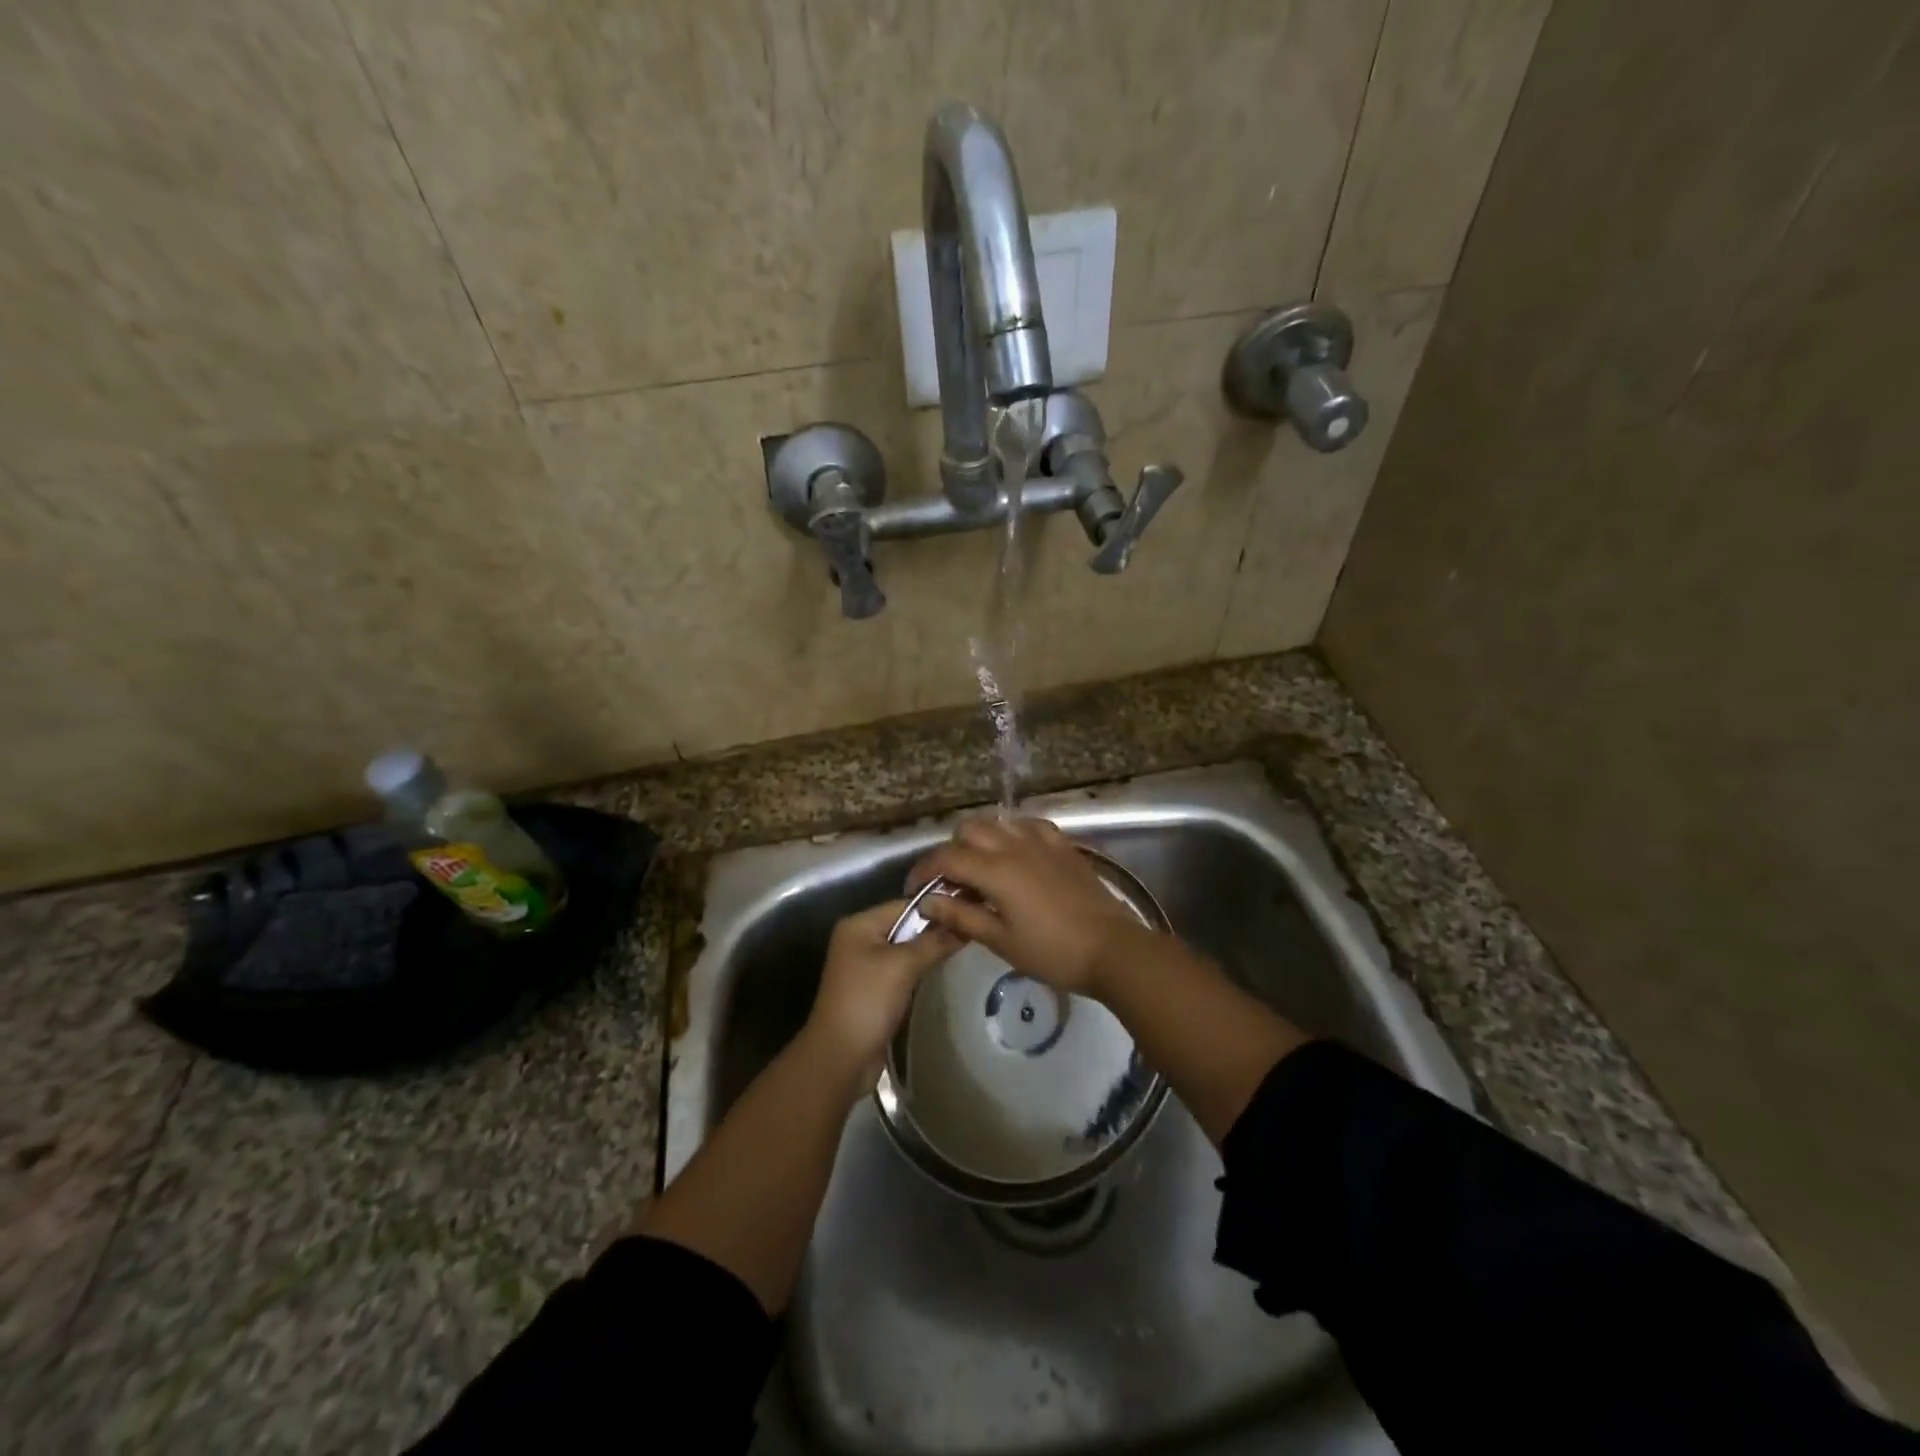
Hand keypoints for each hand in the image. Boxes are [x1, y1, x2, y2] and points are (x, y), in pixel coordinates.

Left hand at [802, 900, 960, 1095]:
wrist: (841, 1058)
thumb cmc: (868, 1001)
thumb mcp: (903, 966)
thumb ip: (934, 941)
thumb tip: (965, 924)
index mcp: (859, 924)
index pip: (905, 904)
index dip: (937, 907)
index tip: (970, 911)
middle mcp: (859, 939)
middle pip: (905, 925)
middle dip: (935, 929)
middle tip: (971, 930)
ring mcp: (865, 965)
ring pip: (906, 948)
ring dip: (930, 950)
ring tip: (964, 948)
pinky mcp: (874, 988)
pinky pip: (902, 969)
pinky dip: (920, 969)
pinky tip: (943, 970)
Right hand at [906, 816, 1152, 996]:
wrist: (1112, 948)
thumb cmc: (1052, 952)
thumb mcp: (1000, 940)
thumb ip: (961, 917)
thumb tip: (927, 903)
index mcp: (995, 870)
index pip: (946, 857)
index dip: (924, 870)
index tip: (915, 889)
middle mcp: (1014, 845)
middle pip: (968, 830)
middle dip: (951, 851)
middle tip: (951, 883)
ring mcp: (1041, 840)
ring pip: (998, 822)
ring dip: (980, 840)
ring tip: (981, 870)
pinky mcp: (1062, 845)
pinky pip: (1028, 825)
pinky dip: (1012, 835)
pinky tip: (1015, 857)